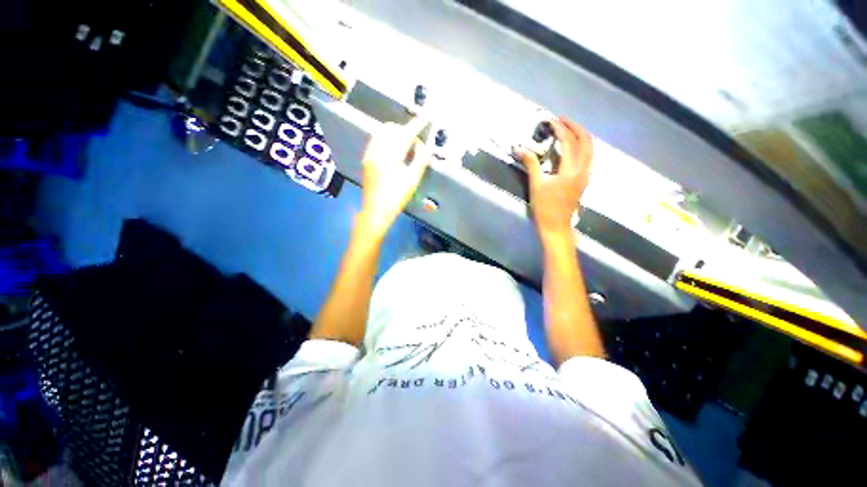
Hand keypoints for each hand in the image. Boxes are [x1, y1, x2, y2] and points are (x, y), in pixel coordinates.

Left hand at [357, 116, 430, 238]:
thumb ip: (420, 160)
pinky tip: (394, 152)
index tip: (427, 116)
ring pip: (383, 134)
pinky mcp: (367, 159)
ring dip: (396, 135)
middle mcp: (376, 150)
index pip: (405, 134)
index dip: (417, 124)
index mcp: (389, 155)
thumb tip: (425, 147)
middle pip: (391, 129)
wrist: (376, 211)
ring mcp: (369, 154)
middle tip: (417, 144)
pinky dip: (388, 140)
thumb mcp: (412, 180)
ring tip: (407, 147)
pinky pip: (377, 141)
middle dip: (405, 130)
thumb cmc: (396, 197)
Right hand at [514, 118, 592, 240]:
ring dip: (580, 135)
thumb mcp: (536, 185)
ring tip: (566, 130)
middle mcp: (583, 169)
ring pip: (590, 148)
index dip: (560, 128)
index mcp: (571, 170)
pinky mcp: (584, 180)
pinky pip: (588, 156)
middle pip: (586, 140)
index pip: (569, 141)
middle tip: (560, 120)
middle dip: (574, 127)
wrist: (556, 227)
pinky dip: (582, 146)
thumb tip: (519, 148)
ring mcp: (586, 175)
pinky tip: (571, 148)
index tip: (550, 120)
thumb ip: (531, 164)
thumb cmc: (544, 208)